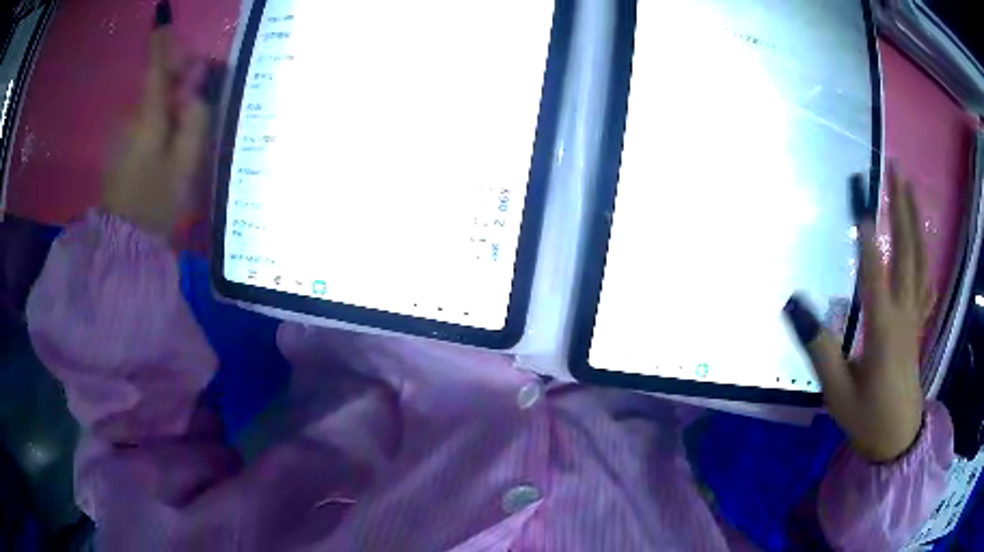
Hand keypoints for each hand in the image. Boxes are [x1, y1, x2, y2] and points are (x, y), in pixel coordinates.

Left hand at [103, 2, 207, 236]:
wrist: (123, 243)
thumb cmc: (157, 203)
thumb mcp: (185, 163)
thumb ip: (194, 119)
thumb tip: (197, 82)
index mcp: (149, 118)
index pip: (156, 69)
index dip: (161, 43)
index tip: (162, 16)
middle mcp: (131, 117)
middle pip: (156, 82)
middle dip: (178, 76)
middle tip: (200, 84)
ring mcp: (122, 132)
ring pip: (150, 101)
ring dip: (169, 99)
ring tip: (187, 118)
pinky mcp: (118, 146)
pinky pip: (142, 119)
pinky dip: (158, 117)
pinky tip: (168, 137)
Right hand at [785, 164, 934, 461]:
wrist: (896, 439)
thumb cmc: (866, 417)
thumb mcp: (837, 391)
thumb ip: (820, 347)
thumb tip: (795, 304)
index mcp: (883, 330)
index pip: (875, 273)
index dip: (867, 234)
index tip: (859, 197)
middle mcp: (904, 313)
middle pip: (907, 252)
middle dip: (901, 208)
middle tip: (895, 170)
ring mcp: (915, 316)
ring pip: (920, 260)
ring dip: (915, 221)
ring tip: (909, 189)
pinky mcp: (918, 324)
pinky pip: (925, 281)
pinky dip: (926, 255)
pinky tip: (924, 241)